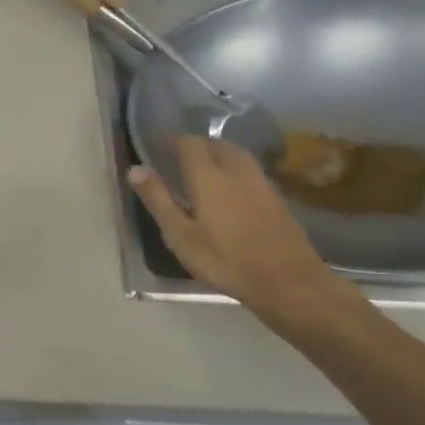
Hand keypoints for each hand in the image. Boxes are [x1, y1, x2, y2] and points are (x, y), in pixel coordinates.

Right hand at [127, 136, 338, 315]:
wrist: (289, 283)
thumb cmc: (225, 261)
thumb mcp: (180, 235)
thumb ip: (158, 199)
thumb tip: (135, 168)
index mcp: (209, 177)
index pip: (190, 144)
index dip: (173, 140)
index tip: (158, 145)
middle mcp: (236, 172)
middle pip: (217, 144)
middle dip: (198, 144)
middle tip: (180, 155)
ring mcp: (261, 184)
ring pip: (239, 155)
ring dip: (220, 152)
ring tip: (206, 165)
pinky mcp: (278, 200)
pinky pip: (252, 170)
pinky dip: (237, 168)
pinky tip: (233, 186)